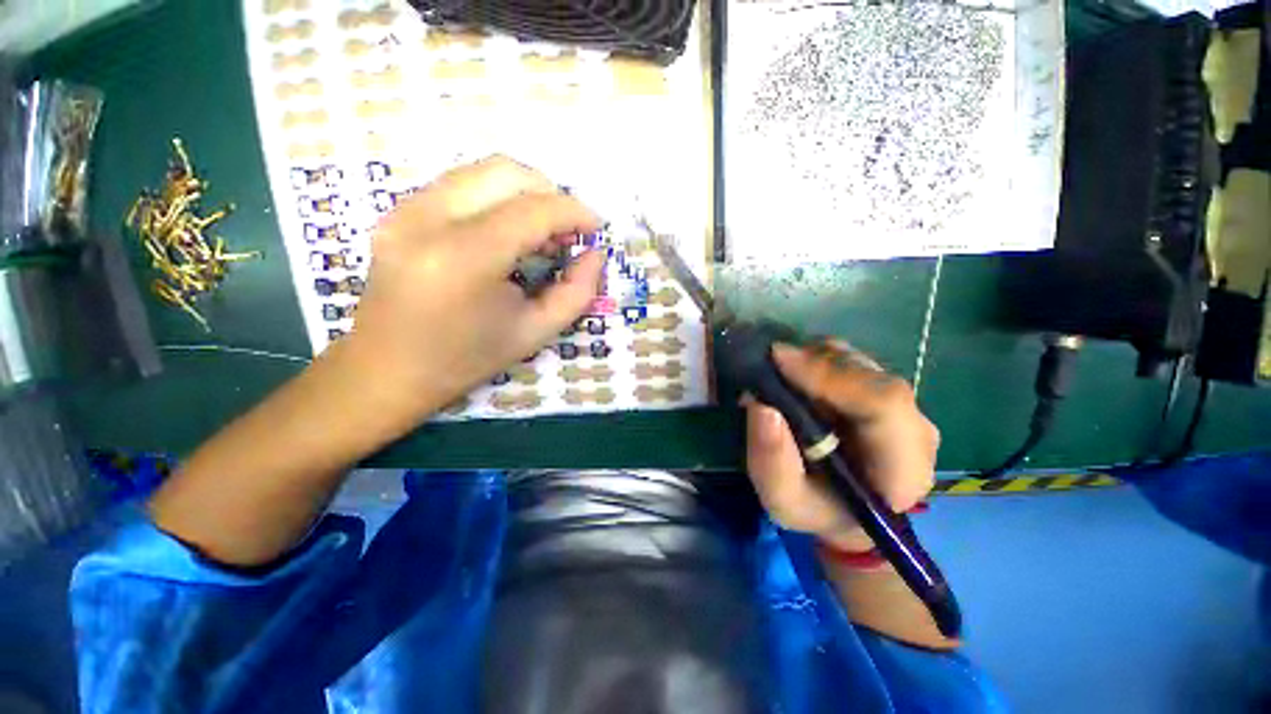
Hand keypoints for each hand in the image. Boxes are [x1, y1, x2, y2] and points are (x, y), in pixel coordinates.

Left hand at [343, 156, 604, 422]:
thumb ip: (576, 292)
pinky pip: (462, 184)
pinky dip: (497, 198)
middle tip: (567, 232)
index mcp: (464, 258)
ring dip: (525, 194)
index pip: (532, 210)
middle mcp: (429, 218)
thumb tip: (595, 254)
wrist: (387, 368)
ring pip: (482, 171)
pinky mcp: (399, 210)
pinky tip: (508, 233)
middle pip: (506, 172)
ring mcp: (406, 209)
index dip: (573, 212)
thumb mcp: (535, 332)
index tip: (596, 228)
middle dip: (550, 194)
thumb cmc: (466, 358)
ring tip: (541, 235)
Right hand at [744, 340, 938, 550]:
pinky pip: (854, 361)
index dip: (831, 375)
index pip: (883, 404)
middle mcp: (915, 431)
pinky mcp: (886, 393)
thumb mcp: (783, 501)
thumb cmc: (817, 510)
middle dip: (816, 362)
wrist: (846, 511)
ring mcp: (905, 407)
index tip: (778, 360)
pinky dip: (819, 358)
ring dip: (815, 358)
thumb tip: (761, 406)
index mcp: (902, 469)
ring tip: (781, 371)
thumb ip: (771, 461)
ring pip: (862, 362)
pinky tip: (798, 373)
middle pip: (872, 376)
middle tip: (771, 361)